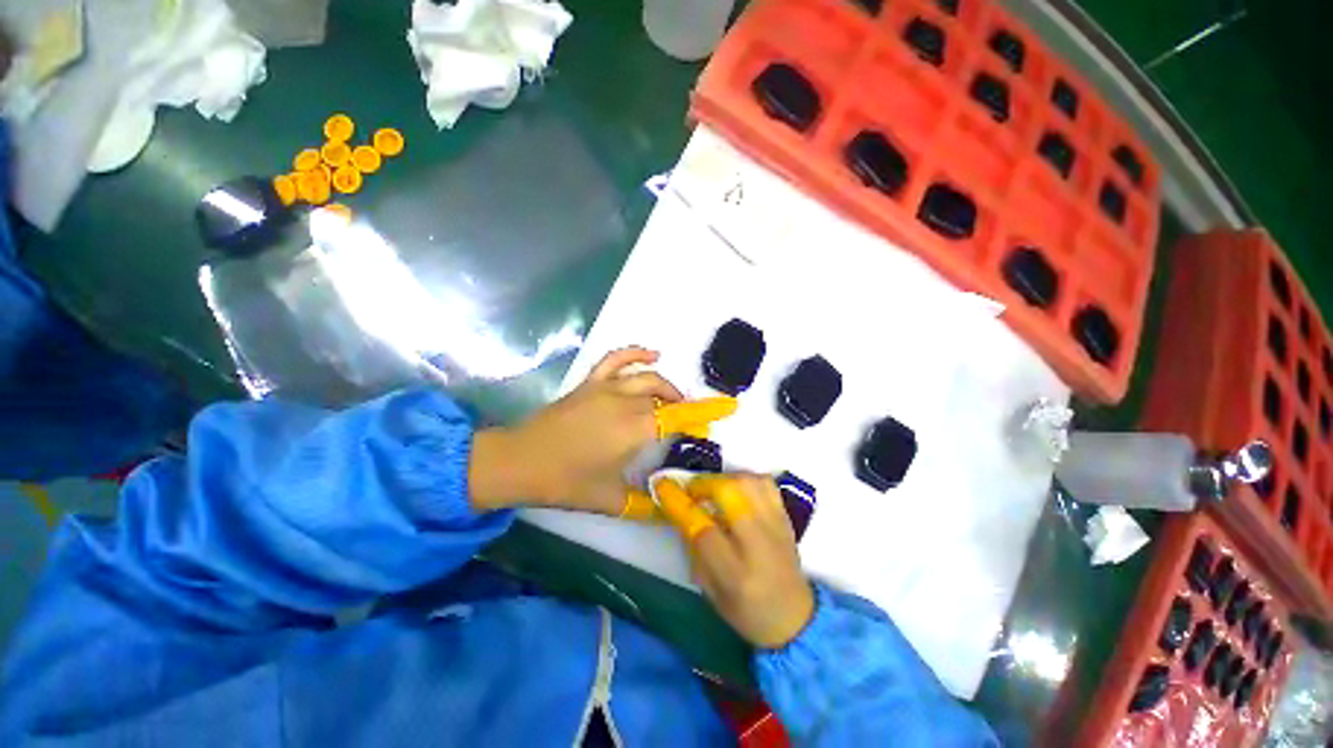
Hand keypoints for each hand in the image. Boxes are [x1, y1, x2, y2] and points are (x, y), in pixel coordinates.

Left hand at [470, 347, 682, 513]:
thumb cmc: (564, 482)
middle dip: (682, 408)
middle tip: (688, 424)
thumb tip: (668, 511)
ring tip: (674, 399)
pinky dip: (636, 353)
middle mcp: (625, 403)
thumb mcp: (609, 500)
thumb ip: (643, 506)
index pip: (677, 417)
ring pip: (648, 378)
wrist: (519, 462)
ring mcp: (606, 388)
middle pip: (664, 398)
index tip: (722, 410)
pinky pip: (616, 359)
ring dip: (667, 386)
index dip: (702, 412)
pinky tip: (652, 355)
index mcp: (634, 430)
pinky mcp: (590, 382)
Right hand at [658, 474, 815, 648]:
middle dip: (703, 484)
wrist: (795, 616)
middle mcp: (758, 544)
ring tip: (713, 489)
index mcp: (735, 573)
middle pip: (729, 494)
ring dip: (723, 478)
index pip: (703, 528)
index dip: (679, 503)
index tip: (662, 486)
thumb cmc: (746, 609)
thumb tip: (681, 511)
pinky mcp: (786, 516)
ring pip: (747, 482)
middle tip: (692, 491)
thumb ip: (694, 549)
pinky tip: (736, 489)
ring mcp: (776, 526)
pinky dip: (746, 479)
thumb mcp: (709, 590)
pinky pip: (765, 483)